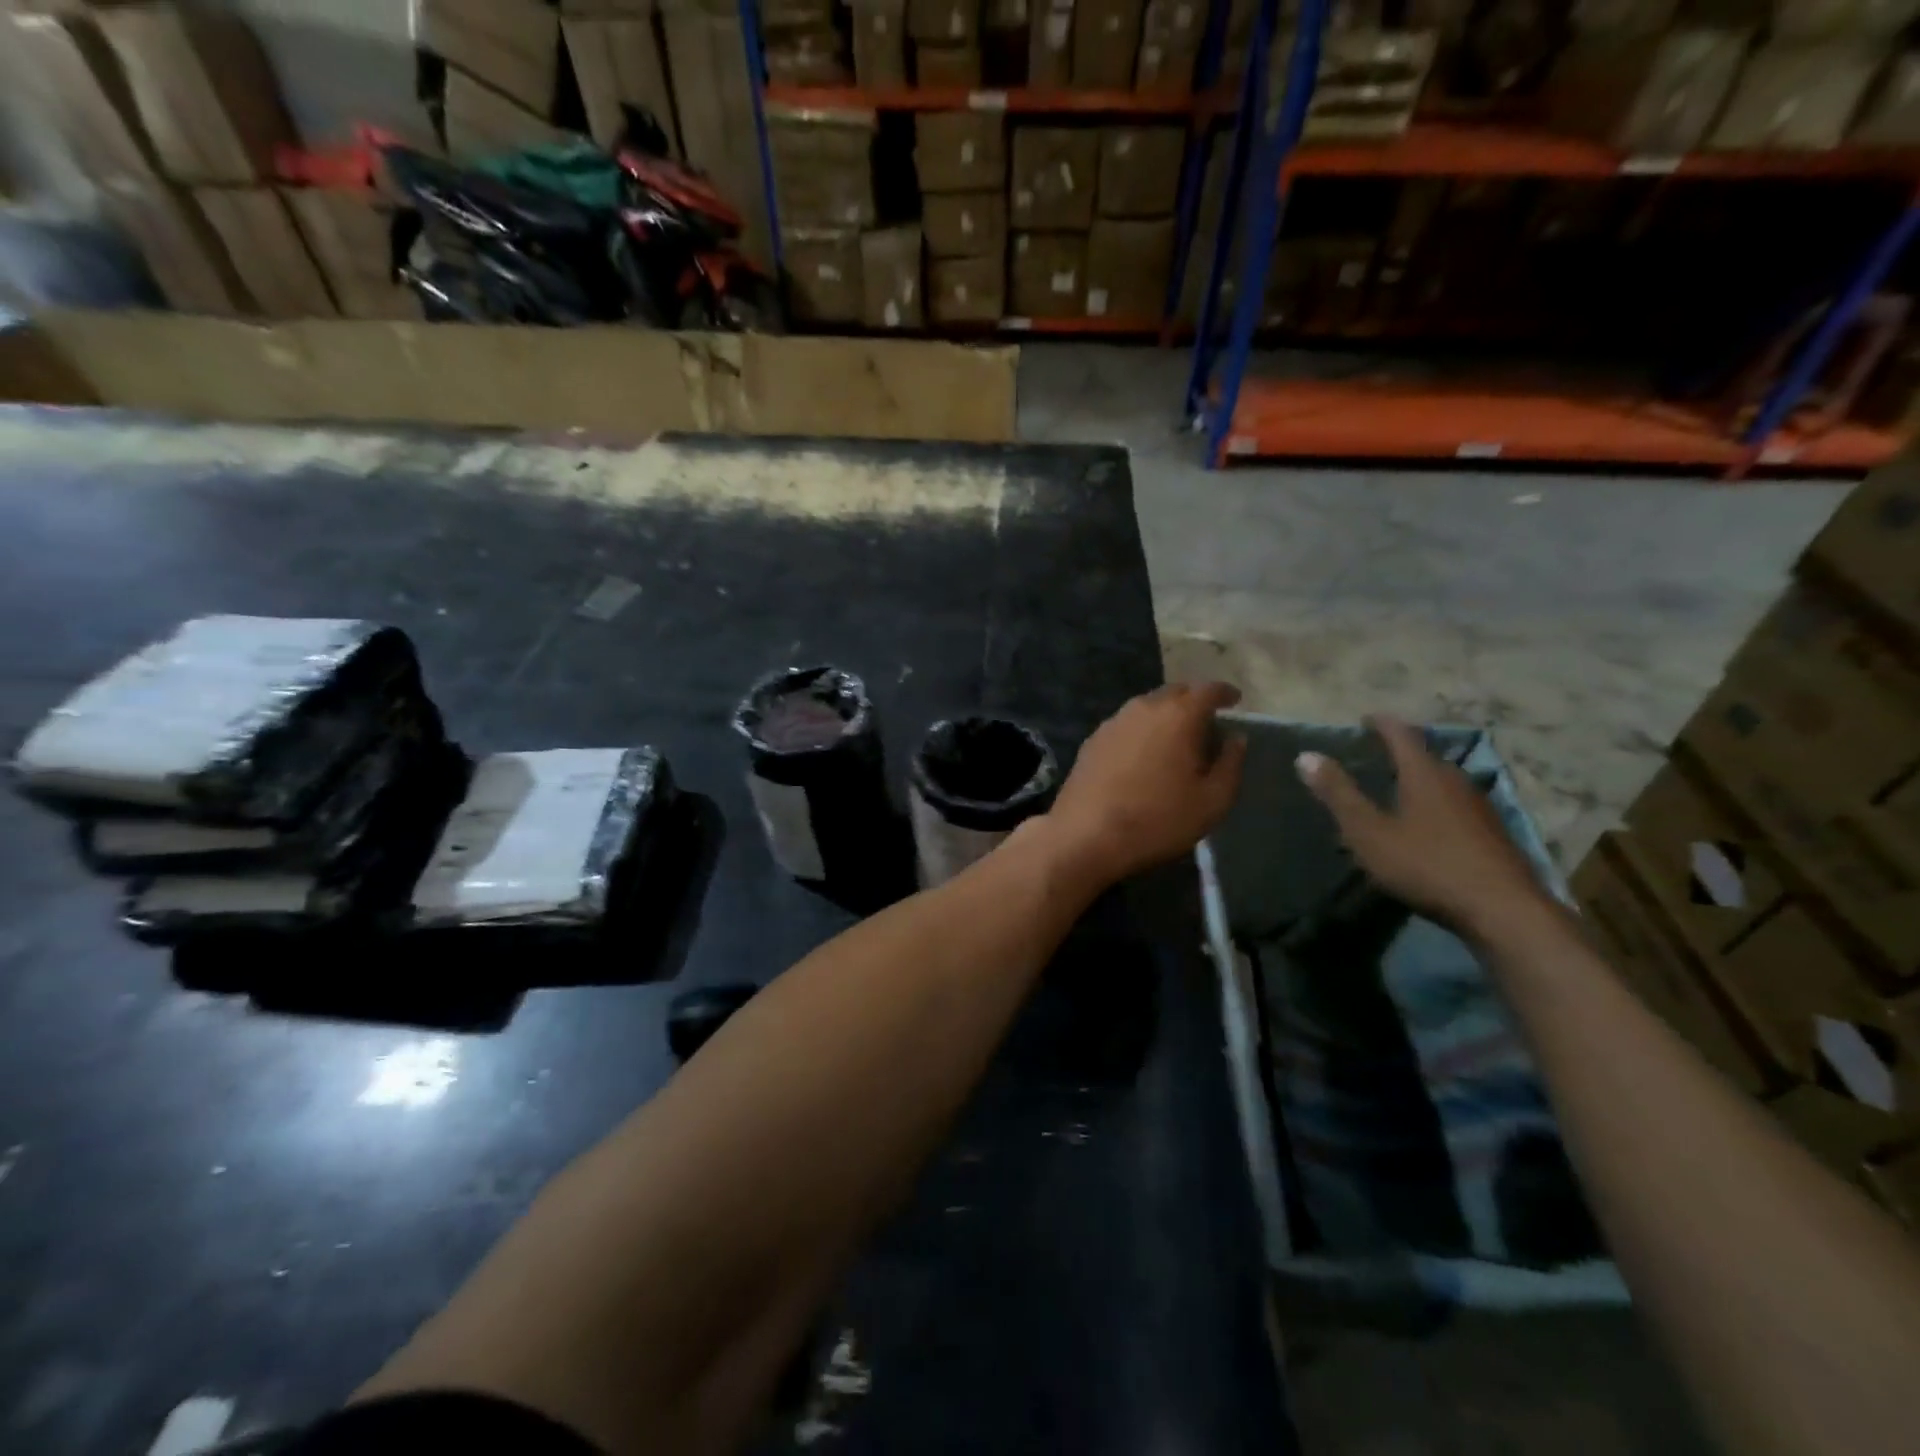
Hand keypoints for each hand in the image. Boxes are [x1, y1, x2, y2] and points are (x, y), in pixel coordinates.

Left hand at [1042, 681, 1247, 889]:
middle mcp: (1143, 707)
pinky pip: (1127, 725)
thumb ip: (1231, 764)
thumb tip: (1236, 737)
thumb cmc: (1157, 820)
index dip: (1225, 693)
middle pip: (1175, 693)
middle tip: (1207, 723)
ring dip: (1166, 716)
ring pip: (1147, 707)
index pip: (1208, 690)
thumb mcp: (1212, 801)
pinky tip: (1144, 755)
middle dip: (1194, 702)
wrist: (1085, 835)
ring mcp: (1113, 722)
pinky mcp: (1092, 740)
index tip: (1235, 701)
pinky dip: (1143, 731)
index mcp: (1178, 715)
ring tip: (1177, 740)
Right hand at [1296, 715, 1543, 936]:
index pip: (1401, 734)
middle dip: (1401, 752)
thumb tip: (1306, 755)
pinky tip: (1427, 826)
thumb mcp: (1368, 831)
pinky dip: (1436, 804)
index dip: (1381, 723)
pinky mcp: (1492, 834)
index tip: (1365, 718)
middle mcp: (1456, 781)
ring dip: (1420, 779)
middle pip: (1426, 757)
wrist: (1503, 910)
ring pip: (1444, 782)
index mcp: (1424, 774)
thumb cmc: (1426, 864)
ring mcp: (1479, 807)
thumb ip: (1338, 794)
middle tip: (1377, 756)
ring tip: (1398, 790)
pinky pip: (1456, 805)